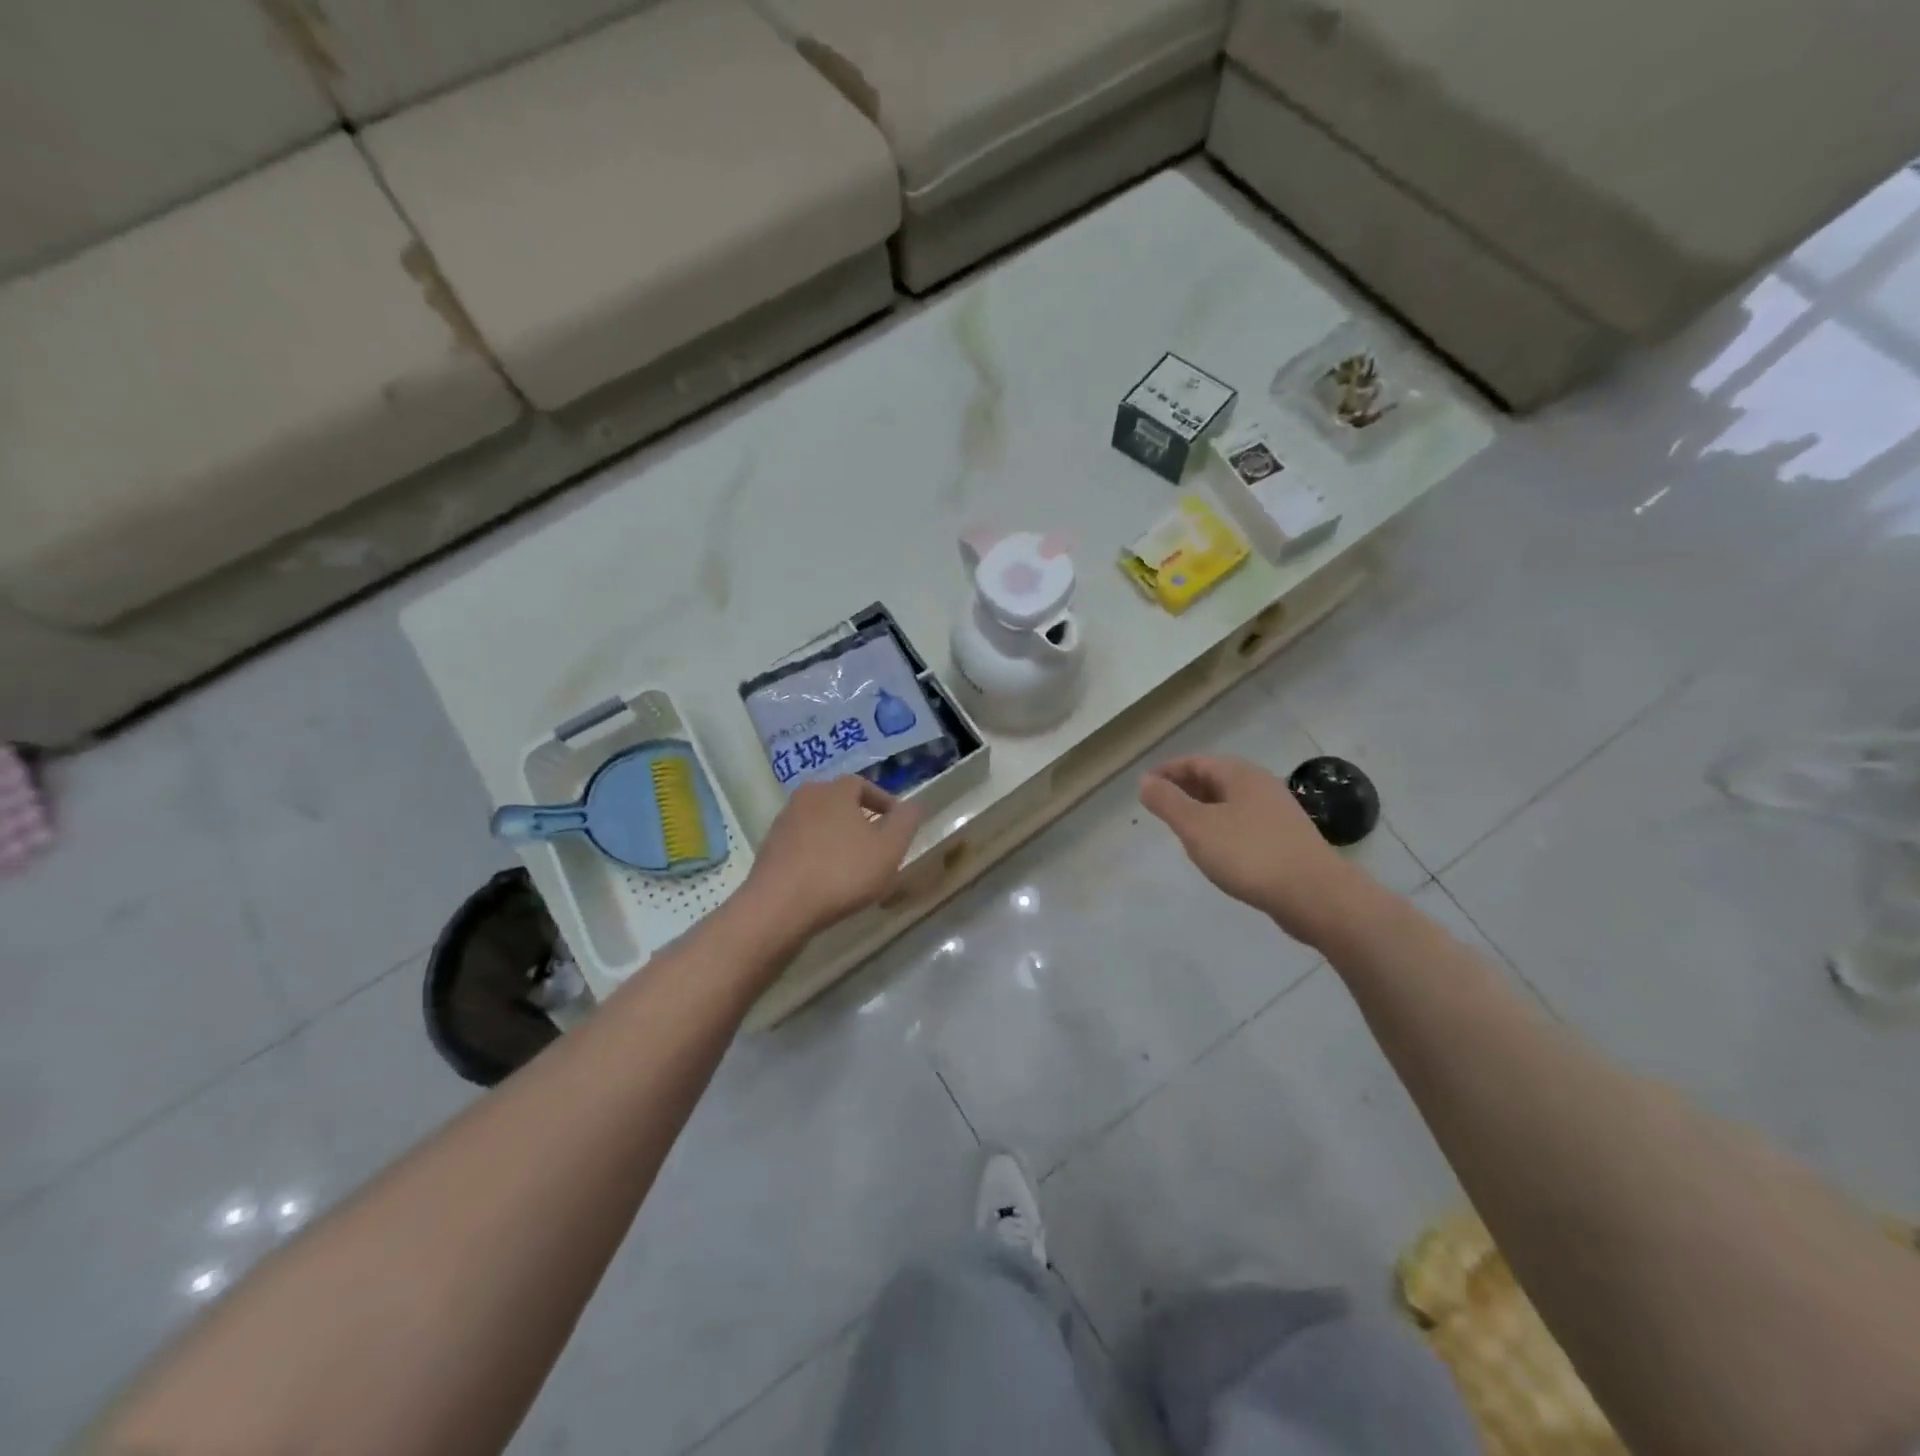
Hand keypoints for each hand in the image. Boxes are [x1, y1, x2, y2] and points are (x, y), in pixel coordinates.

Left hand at [741, 776, 924, 941]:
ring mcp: (782, 823)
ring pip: (819, 823)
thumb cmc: (841, 872)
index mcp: (835, 790)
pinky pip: (802, 844)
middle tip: (876, 844)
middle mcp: (805, 798)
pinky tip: (826, 878)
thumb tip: (912, 805)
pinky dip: (817, 854)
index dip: (883, 802)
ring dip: (836, 838)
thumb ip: (905, 822)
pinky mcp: (769, 849)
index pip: (863, 784)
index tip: (897, 823)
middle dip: (859, 819)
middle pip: (838, 802)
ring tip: (852, 864)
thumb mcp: (888, 849)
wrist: (778, 907)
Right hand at [1140, 755, 1368, 947]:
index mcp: (1240, 775)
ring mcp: (1278, 813)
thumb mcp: (1197, 827)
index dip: (1168, 771)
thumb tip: (1146, 782)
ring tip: (1182, 827)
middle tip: (1160, 804)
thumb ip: (1168, 802)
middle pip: (1216, 778)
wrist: (1315, 895)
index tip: (1145, 785)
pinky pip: (1244, 822)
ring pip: (1231, 801)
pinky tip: (1216, 848)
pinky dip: (1222, 826)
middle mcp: (1261, 786)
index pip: (1197, 762)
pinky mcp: (1286, 839)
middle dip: (1185, 788)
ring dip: (1204, 808)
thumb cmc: (1249, 854)